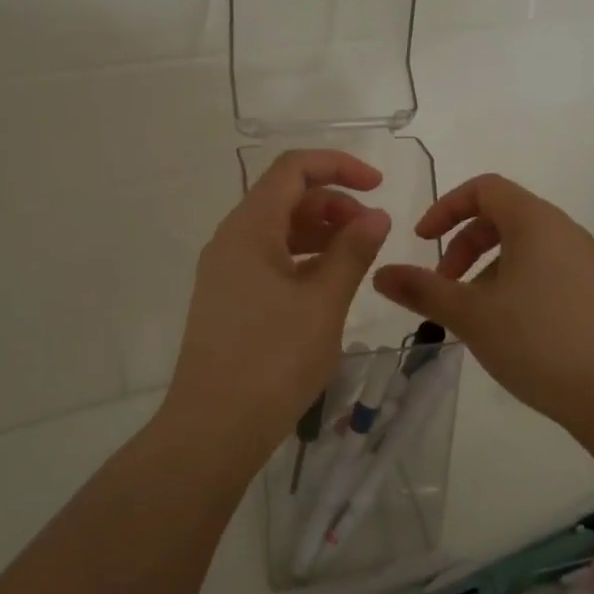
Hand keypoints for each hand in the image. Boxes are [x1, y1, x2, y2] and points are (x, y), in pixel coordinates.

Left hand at [164, 149, 391, 453]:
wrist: (214, 426)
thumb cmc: (273, 359)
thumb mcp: (323, 302)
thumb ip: (352, 252)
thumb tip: (376, 216)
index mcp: (249, 228)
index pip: (293, 169)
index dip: (339, 167)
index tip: (379, 186)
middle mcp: (231, 240)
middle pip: (285, 197)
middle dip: (333, 203)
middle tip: (372, 232)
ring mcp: (225, 271)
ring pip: (278, 230)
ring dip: (320, 232)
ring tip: (357, 256)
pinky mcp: (228, 299)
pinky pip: (269, 260)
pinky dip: (302, 259)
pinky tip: (328, 284)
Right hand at [372, 173, 593, 431]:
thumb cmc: (538, 342)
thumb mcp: (470, 314)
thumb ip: (422, 289)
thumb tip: (380, 275)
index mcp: (535, 222)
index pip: (484, 188)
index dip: (445, 208)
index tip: (422, 241)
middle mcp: (562, 231)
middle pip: (501, 215)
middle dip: (462, 243)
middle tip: (443, 284)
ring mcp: (581, 261)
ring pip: (520, 246)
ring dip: (484, 267)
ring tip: (469, 312)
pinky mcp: (590, 291)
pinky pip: (541, 268)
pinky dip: (510, 282)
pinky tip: (502, 326)